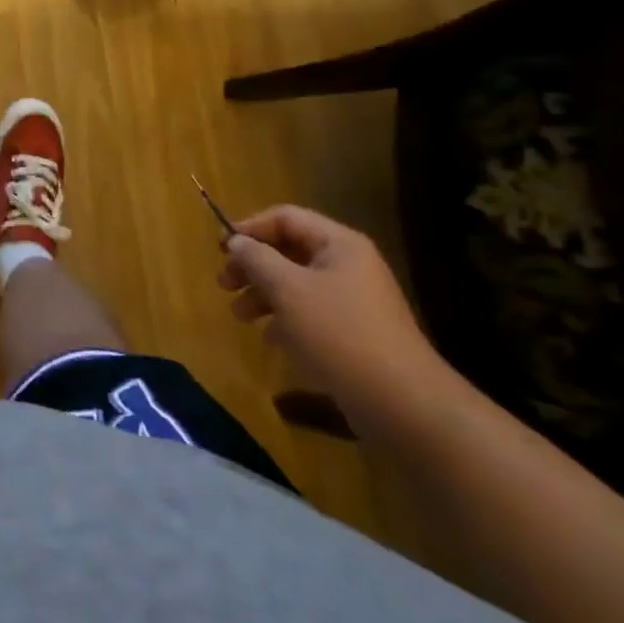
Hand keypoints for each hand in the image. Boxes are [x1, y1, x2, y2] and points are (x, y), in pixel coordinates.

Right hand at [217, 205, 455, 434]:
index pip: (285, 218)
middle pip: (289, 251)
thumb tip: (237, 241)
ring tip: (239, 316)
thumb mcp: (287, 289)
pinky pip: (311, 313)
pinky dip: (286, 319)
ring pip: (297, 284)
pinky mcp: (355, 333)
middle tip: (223, 284)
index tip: (220, 249)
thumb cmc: (340, 333)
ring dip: (264, 294)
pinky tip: (270, 339)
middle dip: (253, 265)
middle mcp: (349, 265)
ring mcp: (355, 301)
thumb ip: (256, 259)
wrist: (403, 405)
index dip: (249, 227)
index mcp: (339, 245)